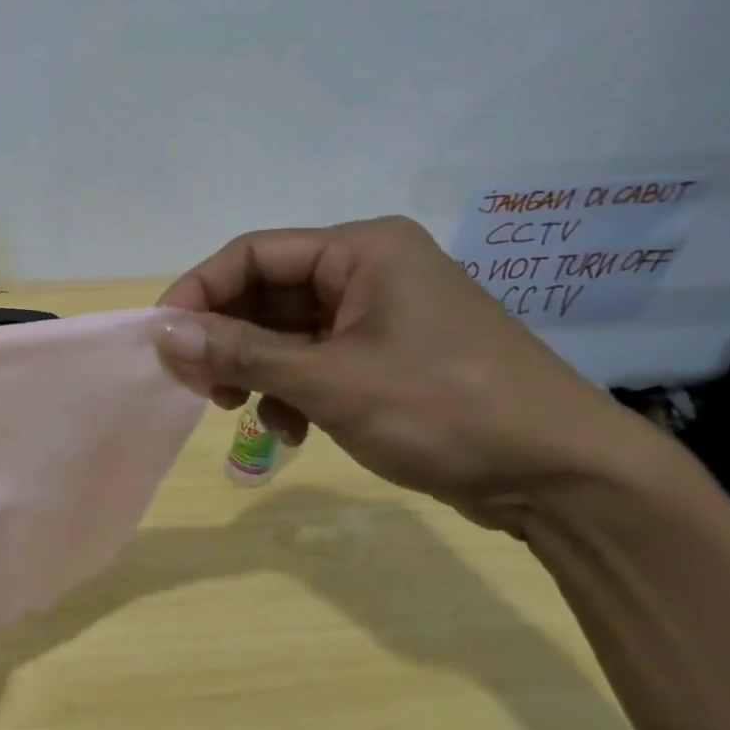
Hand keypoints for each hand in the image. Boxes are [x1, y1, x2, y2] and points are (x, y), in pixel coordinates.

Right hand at [155, 217, 655, 528]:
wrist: (567, 479)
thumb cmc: (446, 411)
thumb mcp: (331, 382)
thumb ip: (242, 354)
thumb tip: (163, 333)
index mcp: (362, 250)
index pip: (254, 253)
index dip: (199, 290)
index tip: (162, 336)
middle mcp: (368, 270)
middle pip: (267, 292)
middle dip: (226, 338)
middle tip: (196, 384)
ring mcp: (379, 314)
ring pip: (286, 330)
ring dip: (255, 369)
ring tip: (238, 411)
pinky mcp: (386, 354)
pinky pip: (315, 358)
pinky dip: (290, 389)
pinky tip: (289, 429)